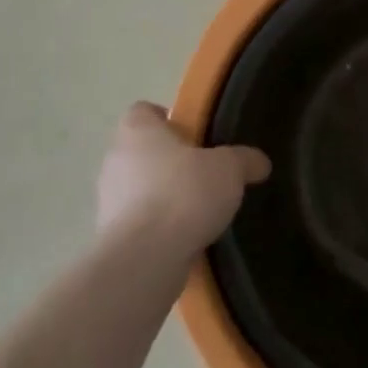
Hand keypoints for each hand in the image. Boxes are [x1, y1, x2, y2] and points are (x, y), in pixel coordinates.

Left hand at [95, 102, 270, 259]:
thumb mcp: (229, 169)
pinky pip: (139, 223)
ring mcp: (107, 200)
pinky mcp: (110, 236)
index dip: (168, 119)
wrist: (145, 257)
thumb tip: (259, 162)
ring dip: (163, 197)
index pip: (143, 111)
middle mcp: (115, 160)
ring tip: (198, 211)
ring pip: (139, 189)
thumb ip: (244, 160)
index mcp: (138, 131)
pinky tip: (185, 238)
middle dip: (170, 162)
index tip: (194, 135)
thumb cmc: (184, 194)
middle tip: (204, 173)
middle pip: (142, 151)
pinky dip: (158, 228)